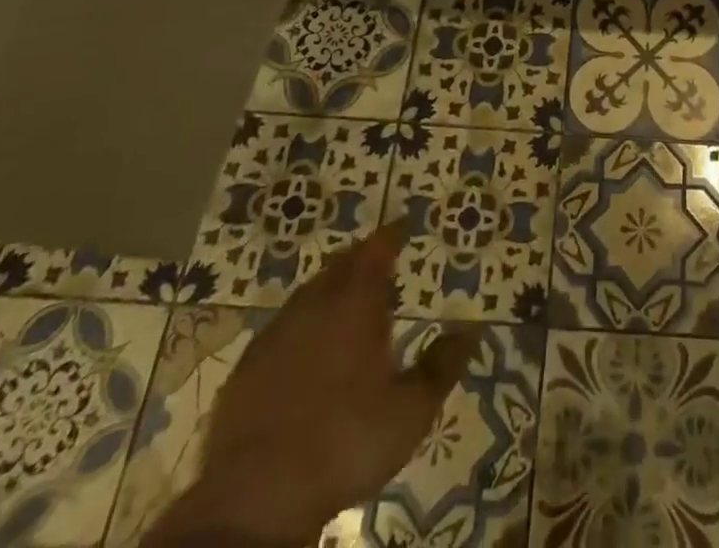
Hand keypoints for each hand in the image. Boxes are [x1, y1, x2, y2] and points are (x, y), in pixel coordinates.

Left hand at [146, 220, 479, 547]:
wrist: (256, 496)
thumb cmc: (345, 442)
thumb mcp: (410, 410)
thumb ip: (441, 366)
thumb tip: (471, 330)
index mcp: (357, 303)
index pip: (378, 249)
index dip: (392, 233)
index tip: (404, 223)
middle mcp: (316, 304)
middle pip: (341, 264)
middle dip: (362, 258)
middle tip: (380, 262)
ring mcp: (276, 333)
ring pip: (309, 293)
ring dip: (331, 288)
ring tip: (348, 301)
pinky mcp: (247, 367)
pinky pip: (282, 327)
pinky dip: (302, 324)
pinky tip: (306, 348)